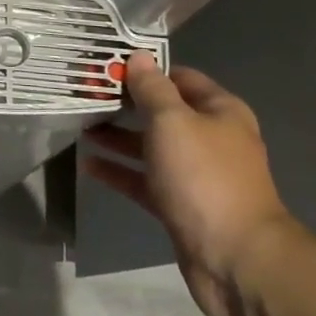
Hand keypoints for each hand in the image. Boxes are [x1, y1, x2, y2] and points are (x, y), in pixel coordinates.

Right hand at [82, 55, 299, 315]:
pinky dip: (120, 171)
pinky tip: (89, 165)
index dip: (145, 70)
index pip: (179, 78)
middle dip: (126, 104)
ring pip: (151, 147)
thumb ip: (152, 89)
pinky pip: (145, 180)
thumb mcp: (173, 122)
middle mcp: (210, 139)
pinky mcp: (180, 205)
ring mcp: (196, 175)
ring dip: (118, 138)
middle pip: (162, 113)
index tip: (107, 66)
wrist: (235, 258)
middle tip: (85, 95)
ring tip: (80, 127)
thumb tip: (139, 57)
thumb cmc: (204, 177)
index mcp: (219, 112)